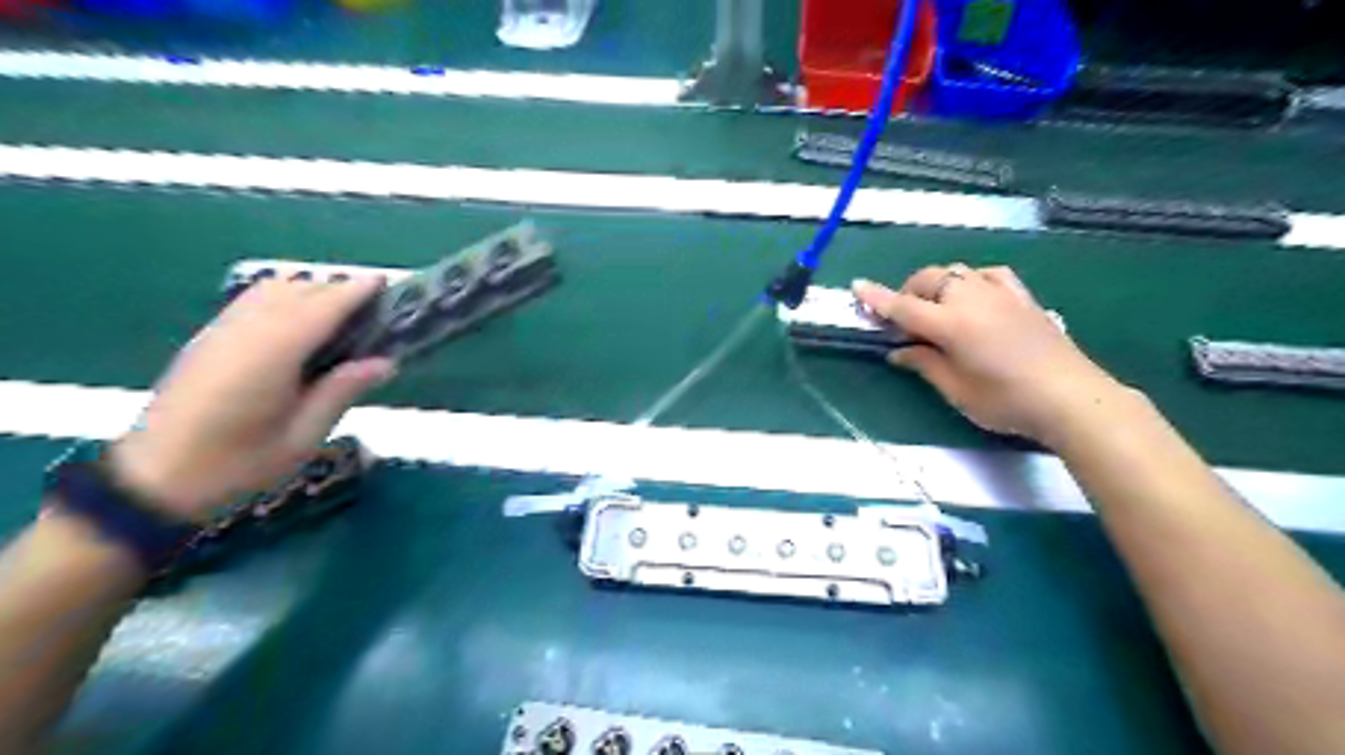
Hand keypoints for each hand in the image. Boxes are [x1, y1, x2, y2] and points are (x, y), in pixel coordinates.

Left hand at [109, 275, 393, 518]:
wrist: (154, 480)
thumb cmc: (237, 465)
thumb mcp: (302, 438)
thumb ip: (341, 392)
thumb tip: (384, 362)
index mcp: (271, 357)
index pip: (320, 309)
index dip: (353, 292)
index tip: (385, 282)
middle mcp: (243, 333)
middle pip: (296, 291)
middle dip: (337, 289)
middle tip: (375, 306)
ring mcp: (220, 332)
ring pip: (270, 289)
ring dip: (310, 290)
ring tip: (343, 312)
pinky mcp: (208, 339)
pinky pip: (252, 300)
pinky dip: (285, 297)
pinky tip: (303, 320)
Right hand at [856, 264, 1125, 443]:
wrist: (1071, 397)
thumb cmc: (1005, 401)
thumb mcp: (955, 390)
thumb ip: (924, 363)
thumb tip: (898, 351)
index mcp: (950, 323)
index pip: (903, 306)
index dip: (877, 298)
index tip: (856, 286)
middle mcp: (972, 299)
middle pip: (929, 280)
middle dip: (908, 292)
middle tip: (903, 321)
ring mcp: (1000, 294)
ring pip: (957, 272)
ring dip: (937, 285)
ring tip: (935, 309)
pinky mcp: (1023, 297)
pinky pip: (989, 274)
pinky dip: (972, 280)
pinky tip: (973, 294)